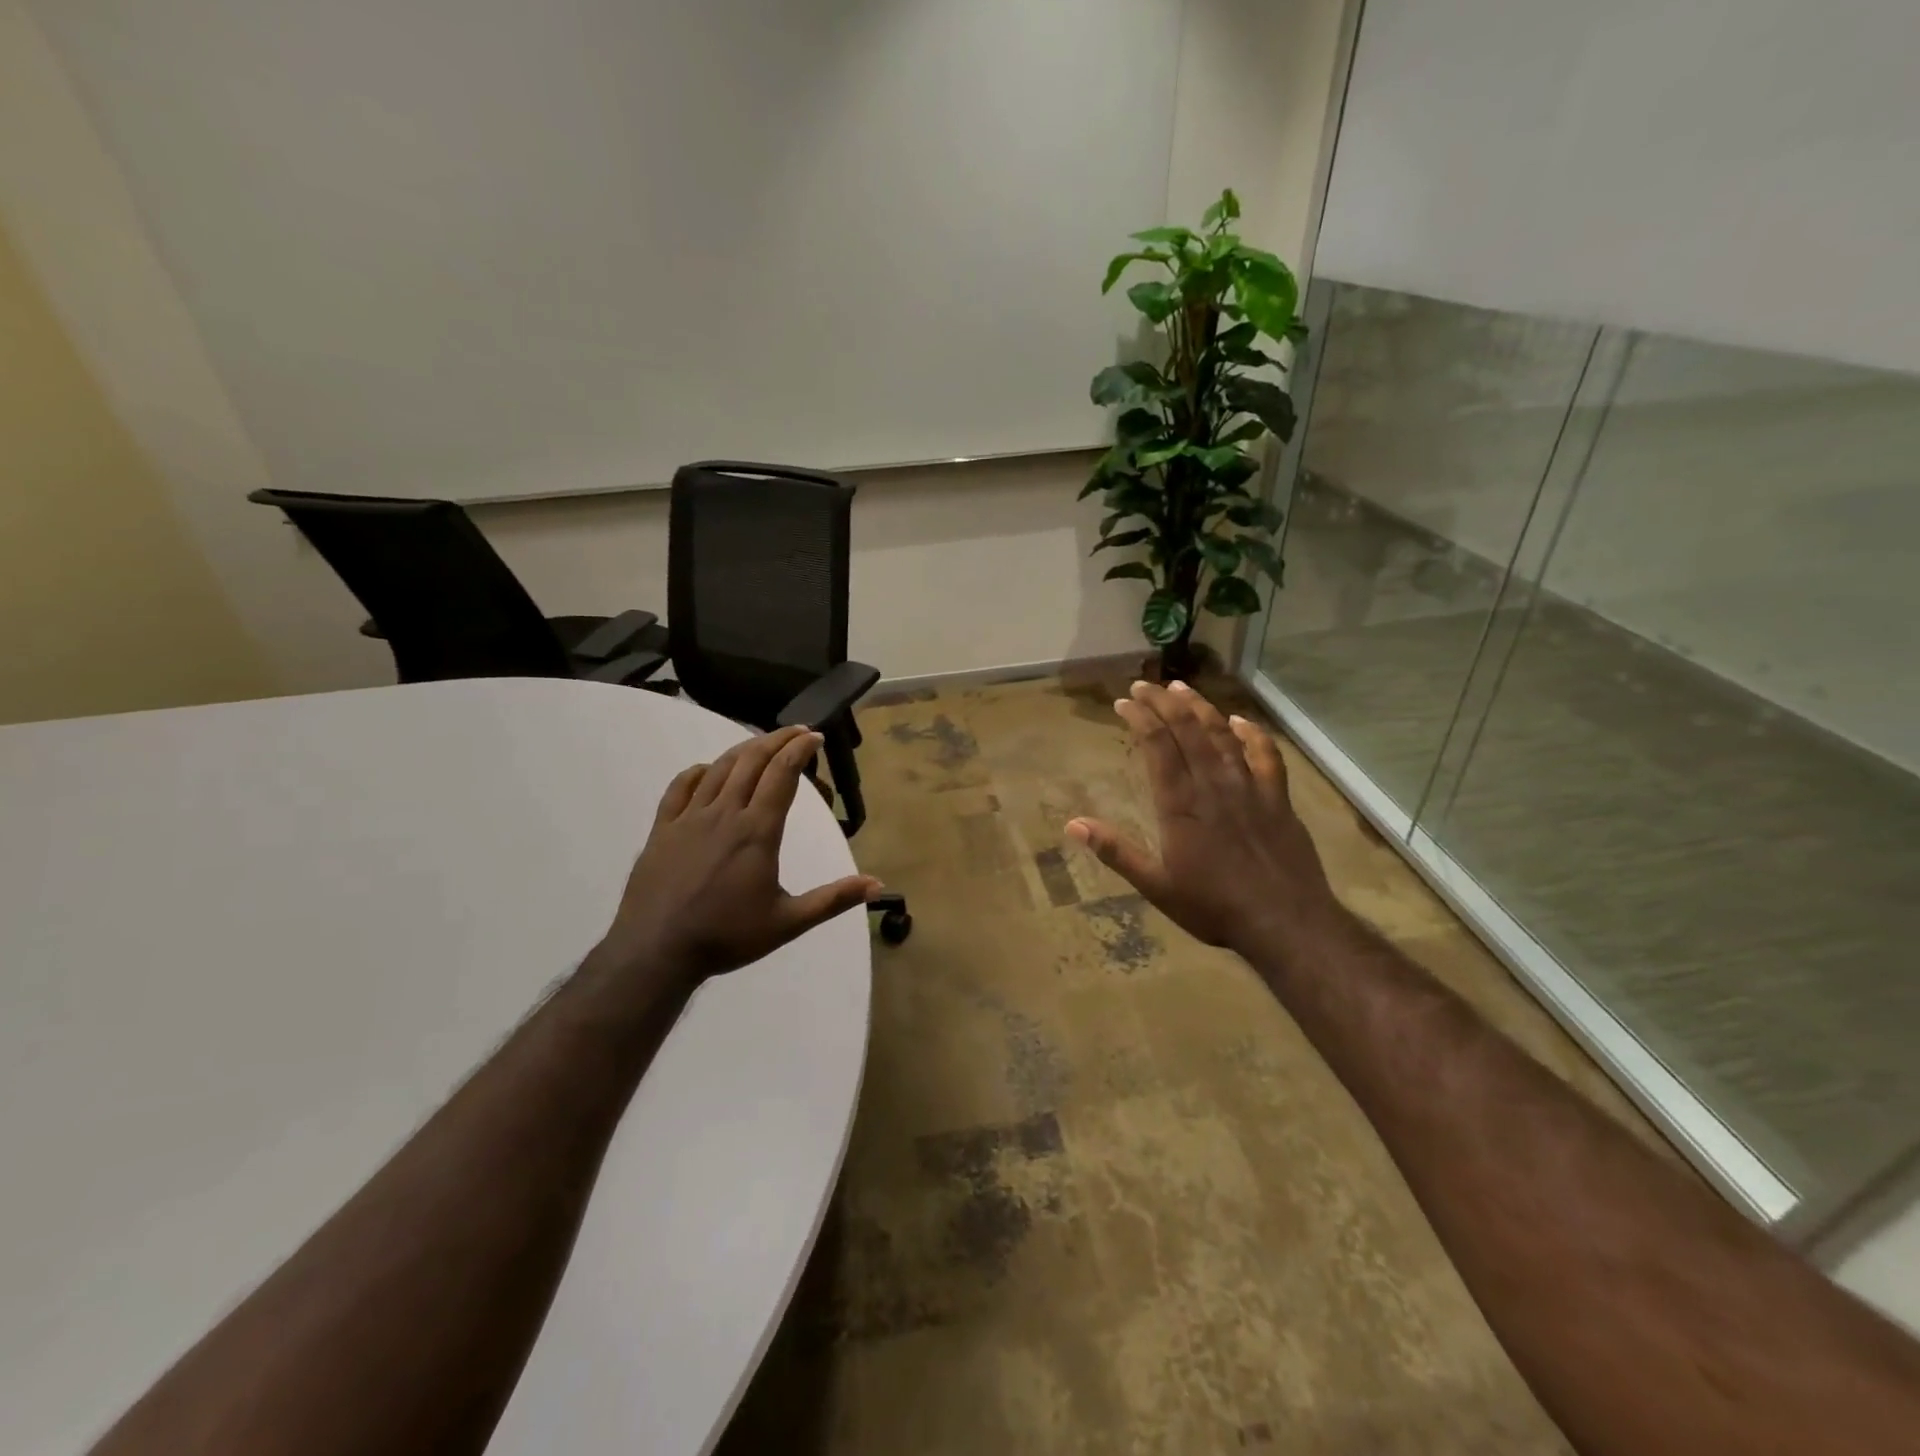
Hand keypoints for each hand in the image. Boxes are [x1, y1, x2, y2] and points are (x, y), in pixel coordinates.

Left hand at [595, 725, 879, 985]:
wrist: (657, 951)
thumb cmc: (727, 937)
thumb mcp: (788, 922)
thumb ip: (833, 899)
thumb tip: (878, 885)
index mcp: (757, 831)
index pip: (782, 774)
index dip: (800, 749)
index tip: (815, 737)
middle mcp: (724, 813)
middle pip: (752, 761)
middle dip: (777, 739)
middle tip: (796, 731)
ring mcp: (689, 818)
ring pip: (718, 769)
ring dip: (743, 749)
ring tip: (761, 744)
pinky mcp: (662, 829)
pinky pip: (679, 787)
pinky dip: (698, 771)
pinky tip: (706, 770)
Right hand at [1066, 680, 1340, 955]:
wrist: (1285, 921)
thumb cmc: (1214, 906)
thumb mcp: (1156, 885)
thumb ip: (1116, 851)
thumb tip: (1073, 825)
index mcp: (1180, 804)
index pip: (1157, 746)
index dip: (1140, 718)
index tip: (1124, 702)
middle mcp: (1213, 785)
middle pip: (1187, 730)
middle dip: (1163, 702)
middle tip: (1145, 685)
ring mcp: (1249, 787)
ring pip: (1222, 734)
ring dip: (1200, 707)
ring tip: (1181, 688)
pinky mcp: (1278, 798)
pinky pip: (1266, 755)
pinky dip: (1251, 733)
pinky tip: (1240, 721)